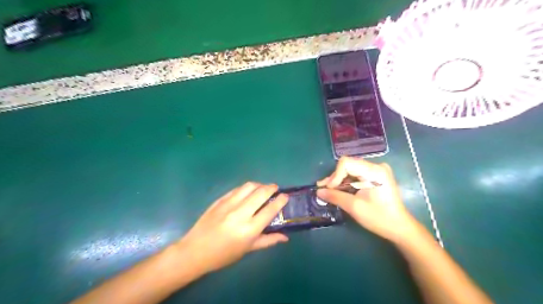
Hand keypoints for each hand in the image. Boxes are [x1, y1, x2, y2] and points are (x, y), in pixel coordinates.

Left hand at [177, 182, 289, 274]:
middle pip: (261, 193)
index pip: (270, 210)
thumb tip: (285, 237)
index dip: (280, 200)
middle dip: (271, 188)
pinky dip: (246, 188)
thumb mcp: (248, 250)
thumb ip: (268, 241)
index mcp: (249, 229)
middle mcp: (240, 213)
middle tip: (275, 189)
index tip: (285, 196)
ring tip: (263, 188)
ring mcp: (228, 204)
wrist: (195, 251)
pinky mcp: (219, 200)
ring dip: (259, 185)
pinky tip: (248, 192)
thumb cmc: (224, 254)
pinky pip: (237, 189)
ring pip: (249, 186)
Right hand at [316, 158, 416, 243]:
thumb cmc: (379, 218)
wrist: (399, 227)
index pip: (346, 163)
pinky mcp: (376, 176)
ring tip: (328, 191)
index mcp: (374, 171)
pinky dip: (347, 182)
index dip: (335, 175)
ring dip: (339, 180)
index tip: (329, 189)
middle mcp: (376, 166)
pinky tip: (339, 190)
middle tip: (324, 190)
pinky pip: (356, 175)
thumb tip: (318, 191)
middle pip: (348, 165)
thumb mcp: (354, 207)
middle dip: (335, 178)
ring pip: (350, 170)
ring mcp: (377, 170)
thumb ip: (335, 196)